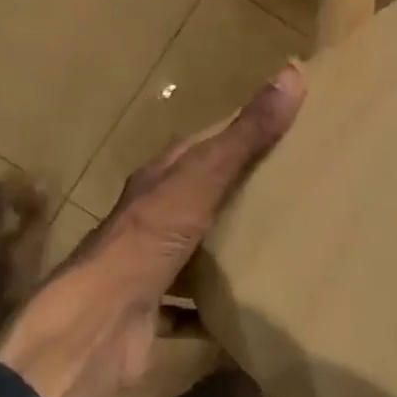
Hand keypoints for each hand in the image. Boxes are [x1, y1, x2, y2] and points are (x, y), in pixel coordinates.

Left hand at [0, 64, 305, 396]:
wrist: (97, 325)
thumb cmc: (148, 240)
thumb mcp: (201, 178)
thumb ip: (245, 135)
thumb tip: (292, 72)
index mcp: (159, 180)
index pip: (202, 146)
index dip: (239, 135)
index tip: (286, 133)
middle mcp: (151, 218)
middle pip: (201, 197)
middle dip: (241, 193)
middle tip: (298, 190)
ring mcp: (151, 266)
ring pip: (197, 249)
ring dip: (229, 248)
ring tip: (285, 245)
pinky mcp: (156, 312)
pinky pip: (194, 305)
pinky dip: (218, 306)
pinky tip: (253, 306)